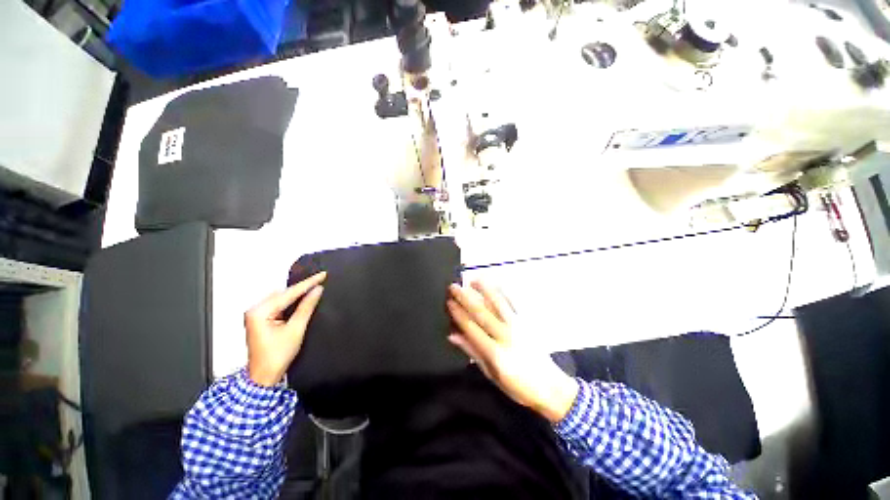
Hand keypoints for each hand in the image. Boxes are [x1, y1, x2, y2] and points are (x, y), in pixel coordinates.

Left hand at [245, 272, 325, 386]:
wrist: (264, 377)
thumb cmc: (275, 357)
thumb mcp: (295, 330)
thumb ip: (306, 307)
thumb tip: (316, 291)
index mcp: (260, 312)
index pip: (289, 293)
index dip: (308, 283)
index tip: (321, 275)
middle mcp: (255, 310)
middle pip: (284, 293)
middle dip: (302, 287)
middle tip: (320, 279)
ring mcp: (256, 315)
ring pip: (282, 298)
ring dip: (297, 294)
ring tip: (314, 287)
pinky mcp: (261, 319)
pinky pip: (278, 304)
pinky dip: (291, 301)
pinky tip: (302, 299)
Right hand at [447, 281, 578, 422]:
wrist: (551, 387)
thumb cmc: (517, 386)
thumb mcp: (491, 374)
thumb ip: (472, 352)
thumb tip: (453, 335)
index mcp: (495, 353)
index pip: (472, 328)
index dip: (458, 314)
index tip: (449, 302)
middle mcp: (506, 336)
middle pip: (482, 313)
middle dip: (466, 298)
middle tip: (454, 286)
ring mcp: (518, 327)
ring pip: (498, 304)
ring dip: (485, 289)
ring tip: (473, 278)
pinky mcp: (527, 323)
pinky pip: (514, 305)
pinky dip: (504, 293)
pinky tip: (496, 284)